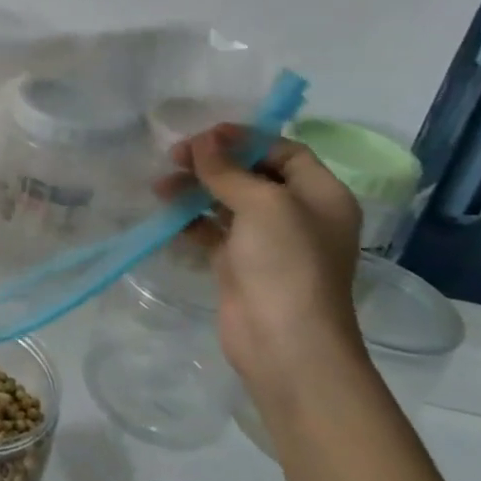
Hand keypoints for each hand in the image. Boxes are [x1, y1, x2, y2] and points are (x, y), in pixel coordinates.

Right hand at [164, 125, 366, 405]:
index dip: (245, 139)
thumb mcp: (262, 204)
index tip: (204, 137)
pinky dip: (190, 220)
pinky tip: (167, 215)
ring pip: (227, 201)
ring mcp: (267, 242)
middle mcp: (297, 214)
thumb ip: (228, 170)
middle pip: (251, 173)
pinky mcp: (239, 264)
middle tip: (174, 157)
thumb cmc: (286, 264)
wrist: (285, 343)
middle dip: (213, 162)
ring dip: (195, 189)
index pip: (283, 151)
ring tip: (160, 186)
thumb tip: (202, 141)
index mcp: (320, 195)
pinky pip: (212, 230)